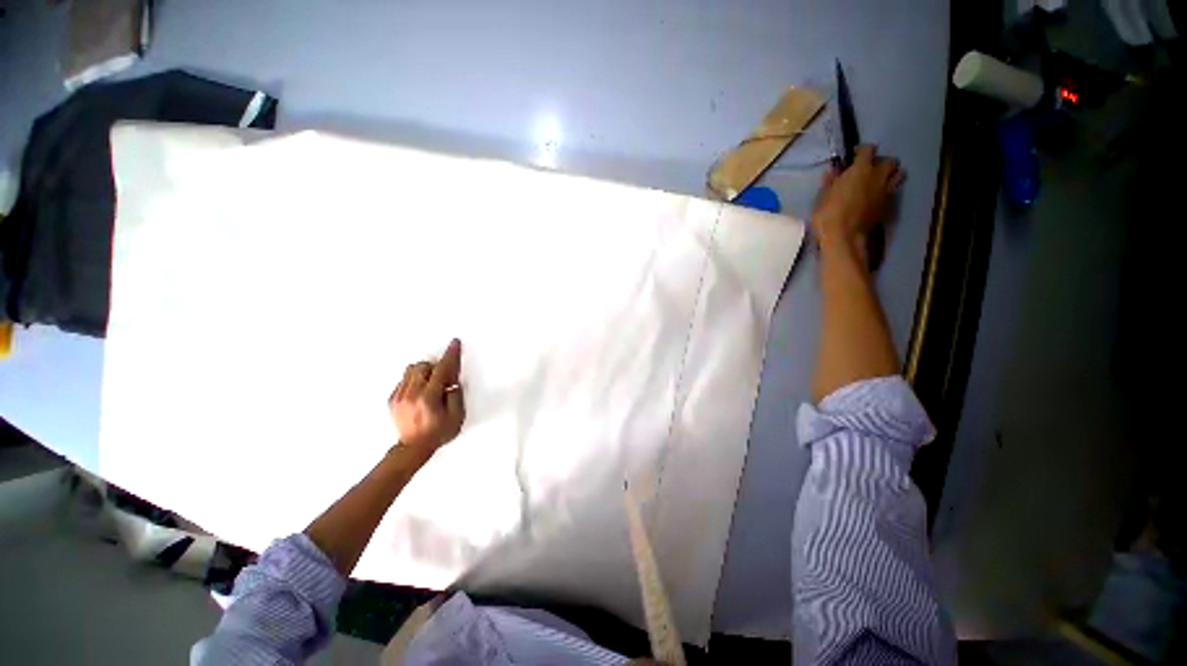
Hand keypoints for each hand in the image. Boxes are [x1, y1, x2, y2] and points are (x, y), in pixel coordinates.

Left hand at [389, 339, 465, 454]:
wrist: (413, 448)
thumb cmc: (438, 433)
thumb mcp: (457, 416)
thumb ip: (456, 395)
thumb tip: (452, 381)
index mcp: (428, 398)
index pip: (442, 370)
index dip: (450, 355)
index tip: (454, 344)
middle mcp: (411, 394)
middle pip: (423, 366)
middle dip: (435, 367)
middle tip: (443, 379)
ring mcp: (399, 396)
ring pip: (411, 370)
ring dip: (425, 372)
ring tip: (431, 385)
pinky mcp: (392, 399)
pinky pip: (404, 379)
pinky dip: (415, 380)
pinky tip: (421, 392)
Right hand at [812, 145, 903, 260]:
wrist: (844, 236)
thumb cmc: (828, 213)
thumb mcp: (823, 196)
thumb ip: (831, 181)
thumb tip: (833, 171)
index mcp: (861, 169)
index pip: (868, 150)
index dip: (861, 151)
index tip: (853, 157)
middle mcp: (878, 176)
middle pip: (889, 161)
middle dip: (881, 162)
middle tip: (869, 170)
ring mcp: (886, 191)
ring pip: (898, 174)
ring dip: (890, 174)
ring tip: (879, 181)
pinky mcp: (889, 205)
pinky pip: (894, 191)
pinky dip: (889, 190)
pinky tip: (878, 196)